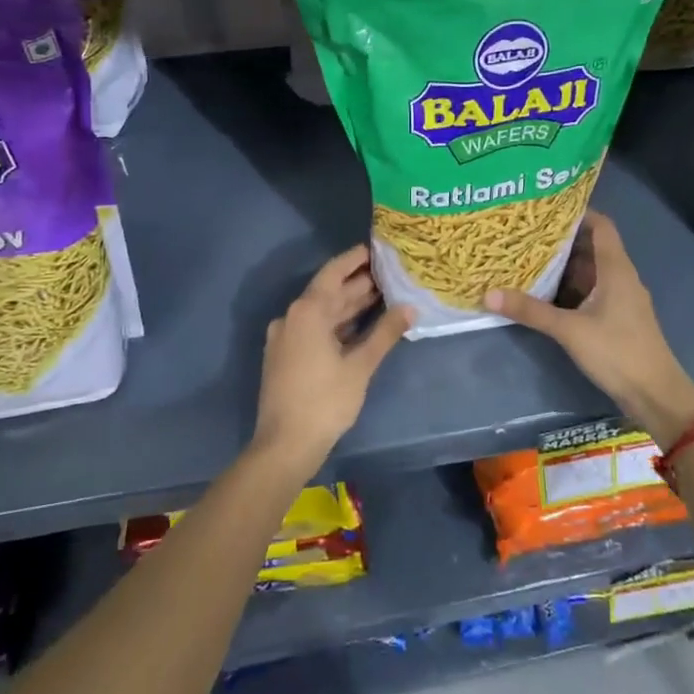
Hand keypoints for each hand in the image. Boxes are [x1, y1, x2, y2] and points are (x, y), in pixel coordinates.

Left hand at [254, 245, 410, 468]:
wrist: (284, 444)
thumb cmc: (324, 401)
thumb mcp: (360, 366)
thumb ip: (384, 333)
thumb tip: (409, 308)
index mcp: (307, 311)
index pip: (334, 273)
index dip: (355, 259)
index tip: (376, 248)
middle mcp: (292, 317)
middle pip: (328, 292)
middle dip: (358, 283)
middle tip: (389, 273)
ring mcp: (286, 337)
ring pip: (322, 312)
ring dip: (349, 305)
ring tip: (382, 295)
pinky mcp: (285, 355)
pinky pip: (314, 328)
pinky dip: (337, 324)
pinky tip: (360, 325)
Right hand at [486, 212, 693, 447]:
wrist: (655, 395)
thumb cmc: (617, 352)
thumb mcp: (569, 330)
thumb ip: (531, 311)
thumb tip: (489, 294)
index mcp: (616, 269)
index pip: (601, 225)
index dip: (577, 213)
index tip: (546, 208)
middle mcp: (621, 277)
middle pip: (592, 247)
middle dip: (561, 240)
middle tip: (526, 233)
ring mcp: (620, 299)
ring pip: (590, 271)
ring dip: (564, 265)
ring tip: (529, 257)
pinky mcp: (617, 318)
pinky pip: (591, 292)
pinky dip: (570, 288)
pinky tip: (545, 292)